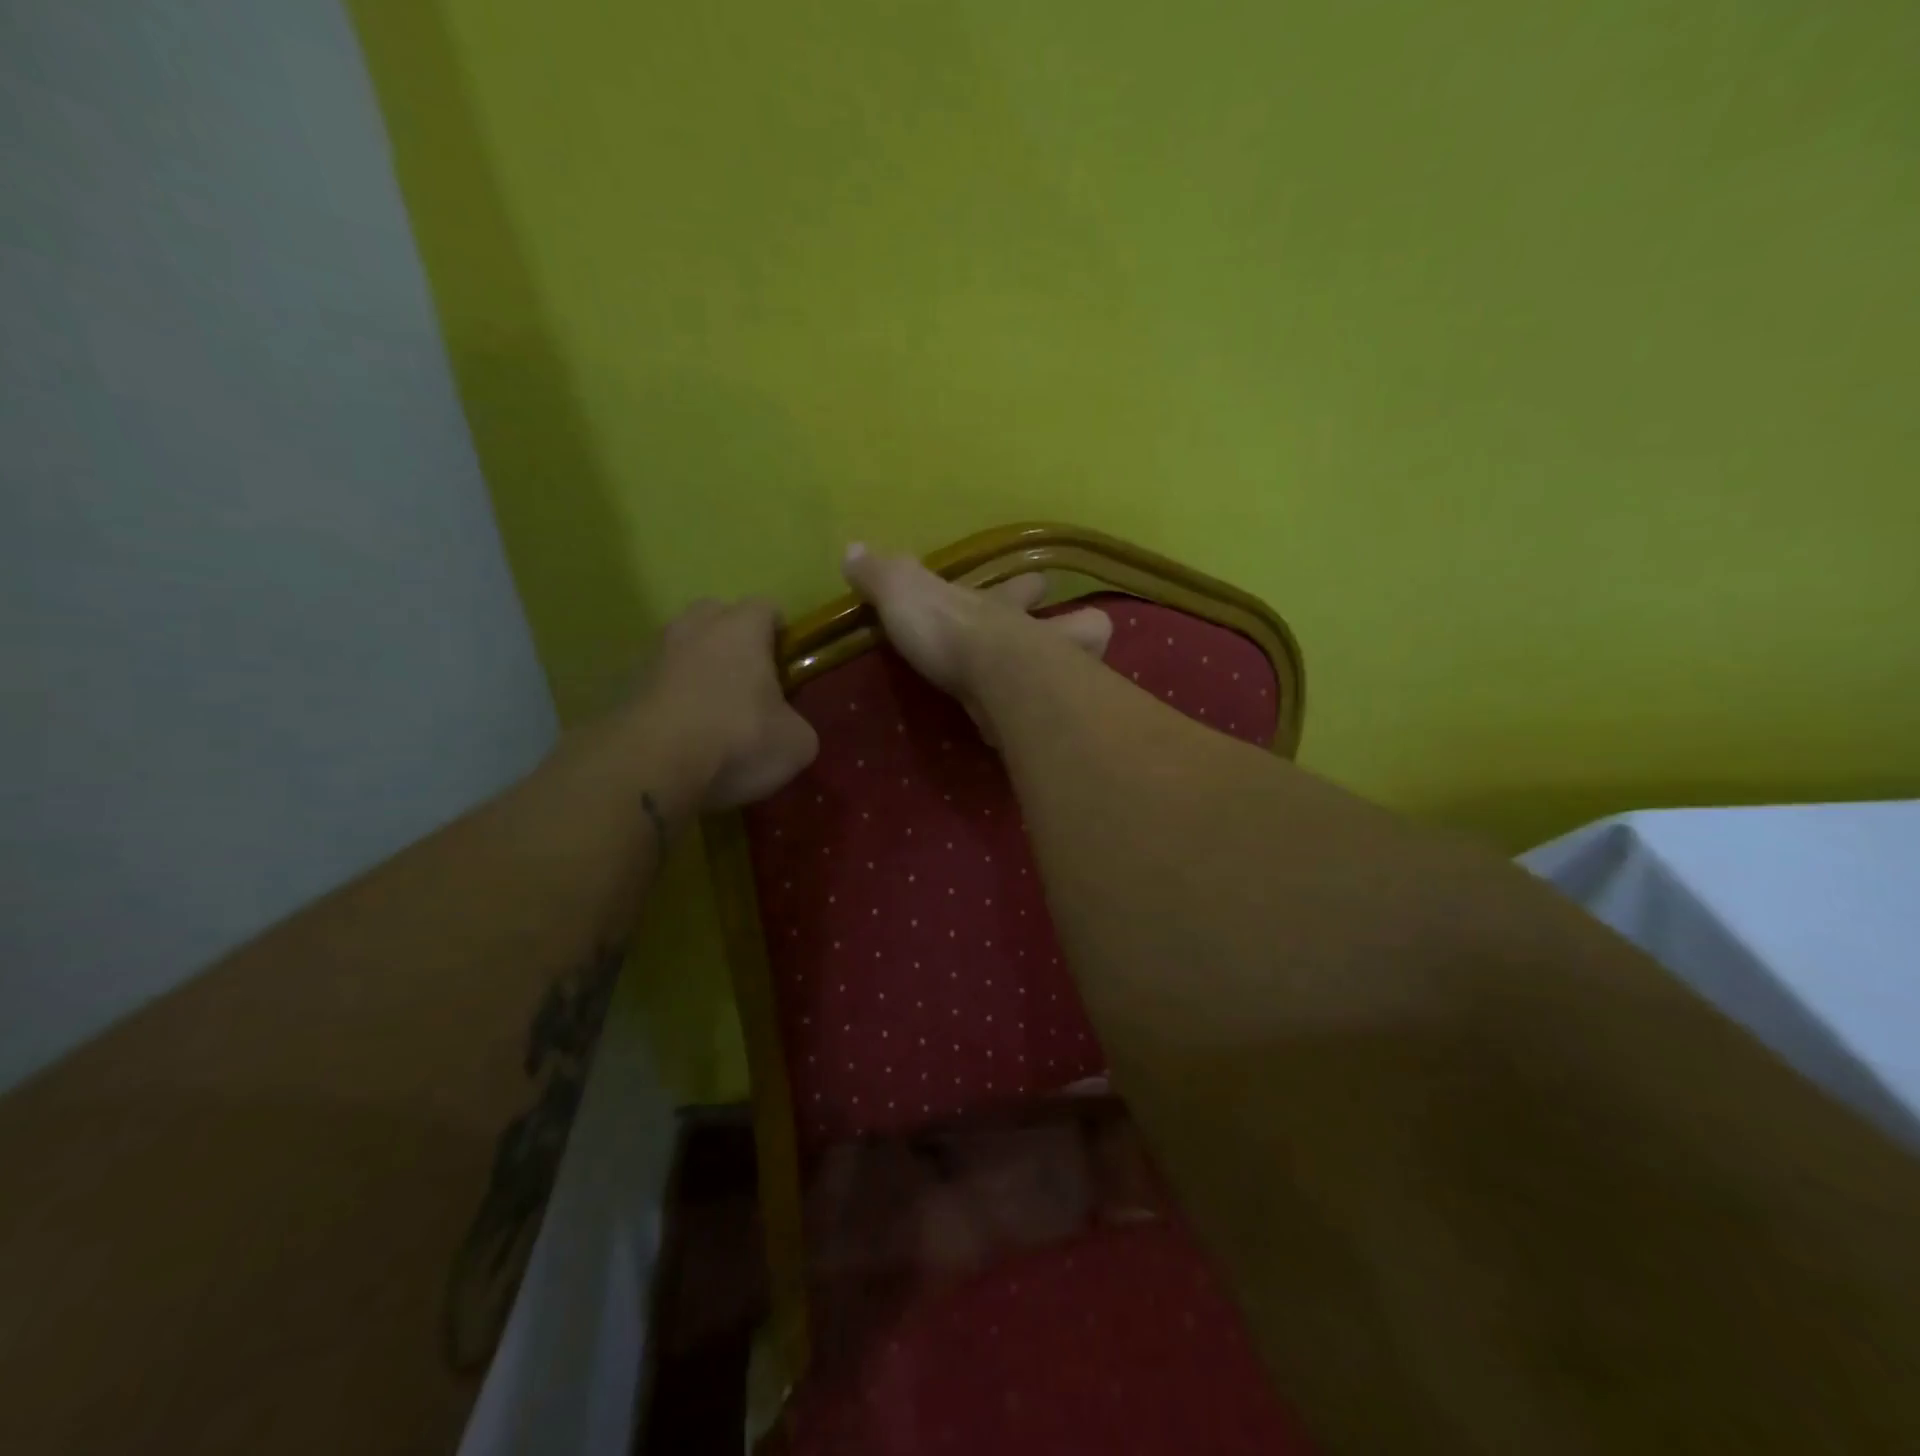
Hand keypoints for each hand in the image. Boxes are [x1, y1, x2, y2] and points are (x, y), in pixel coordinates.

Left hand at [629, 597, 818, 810]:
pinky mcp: (627, 686)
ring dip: (698, 667)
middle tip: (749, 679)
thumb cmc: (738, 739)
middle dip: (733, 638)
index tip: (787, 664)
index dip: (780, 633)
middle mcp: (695, 627)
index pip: (767, 607)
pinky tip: (684, 731)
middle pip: (717, 615)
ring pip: (683, 646)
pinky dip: (673, 696)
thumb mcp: (796, 744)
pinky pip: (660, 680)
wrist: (653, 767)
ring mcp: (655, 653)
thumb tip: (787, 730)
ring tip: (714, 709)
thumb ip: (798, 726)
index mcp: (742, 628)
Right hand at [840, 545, 1111, 734]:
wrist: (992, 680)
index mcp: (1003, 607)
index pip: (1025, 587)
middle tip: (1064, 638)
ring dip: (1085, 671)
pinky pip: (1061, 716)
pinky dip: (1055, 720)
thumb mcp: (904, 593)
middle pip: (1082, 624)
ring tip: (1070, 685)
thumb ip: (882, 575)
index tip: (1035, 584)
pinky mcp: (1050, 719)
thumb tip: (852, 549)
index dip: (1028, 586)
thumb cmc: (951, 631)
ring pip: (1089, 667)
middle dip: (1077, 626)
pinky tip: (1041, 731)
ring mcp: (1055, 677)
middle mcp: (1038, 637)